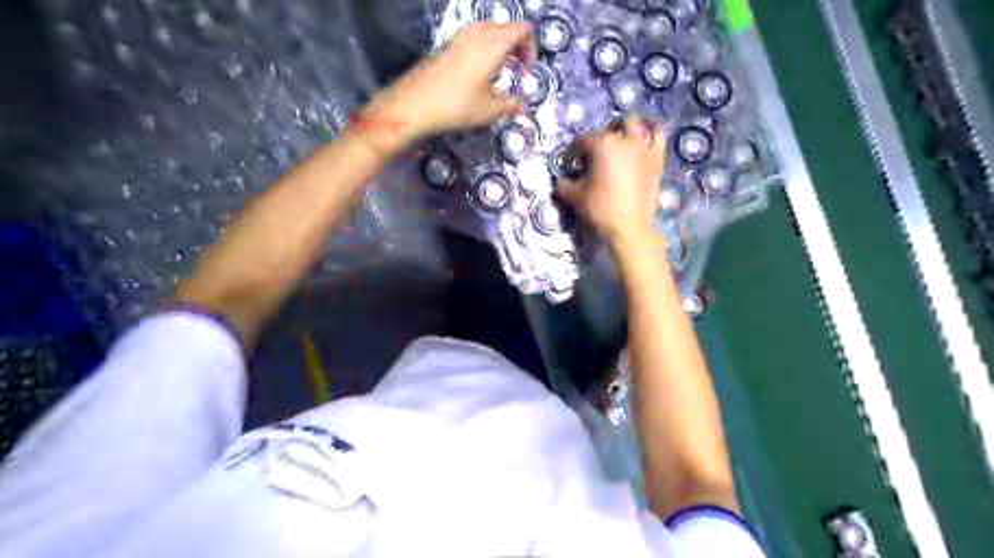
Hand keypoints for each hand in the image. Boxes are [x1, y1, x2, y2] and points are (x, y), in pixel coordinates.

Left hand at [365, 21, 535, 142]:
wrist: (415, 104)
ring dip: (499, 49)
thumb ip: (510, 105)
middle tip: (518, 69)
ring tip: (500, 72)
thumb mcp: (490, 110)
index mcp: (493, 43)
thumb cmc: (456, 105)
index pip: (523, 29)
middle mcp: (477, 34)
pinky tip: (479, 76)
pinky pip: (473, 41)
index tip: (528, 68)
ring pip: (488, 33)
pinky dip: (483, 52)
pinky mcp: (447, 47)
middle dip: (516, 47)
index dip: (531, 47)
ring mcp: (459, 38)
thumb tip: (519, 106)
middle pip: (506, 28)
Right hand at [558, 115, 667, 248]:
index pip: (582, 140)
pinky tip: (644, 139)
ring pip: (634, 124)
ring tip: (618, 141)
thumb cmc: (600, 209)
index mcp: (601, 145)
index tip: (569, 165)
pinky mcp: (657, 157)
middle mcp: (623, 139)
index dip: (572, 152)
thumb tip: (562, 180)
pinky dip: (650, 132)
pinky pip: (658, 135)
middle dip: (597, 139)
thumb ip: (564, 184)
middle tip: (593, 155)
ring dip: (623, 129)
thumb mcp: (574, 197)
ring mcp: (643, 146)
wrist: (629, 227)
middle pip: (607, 129)